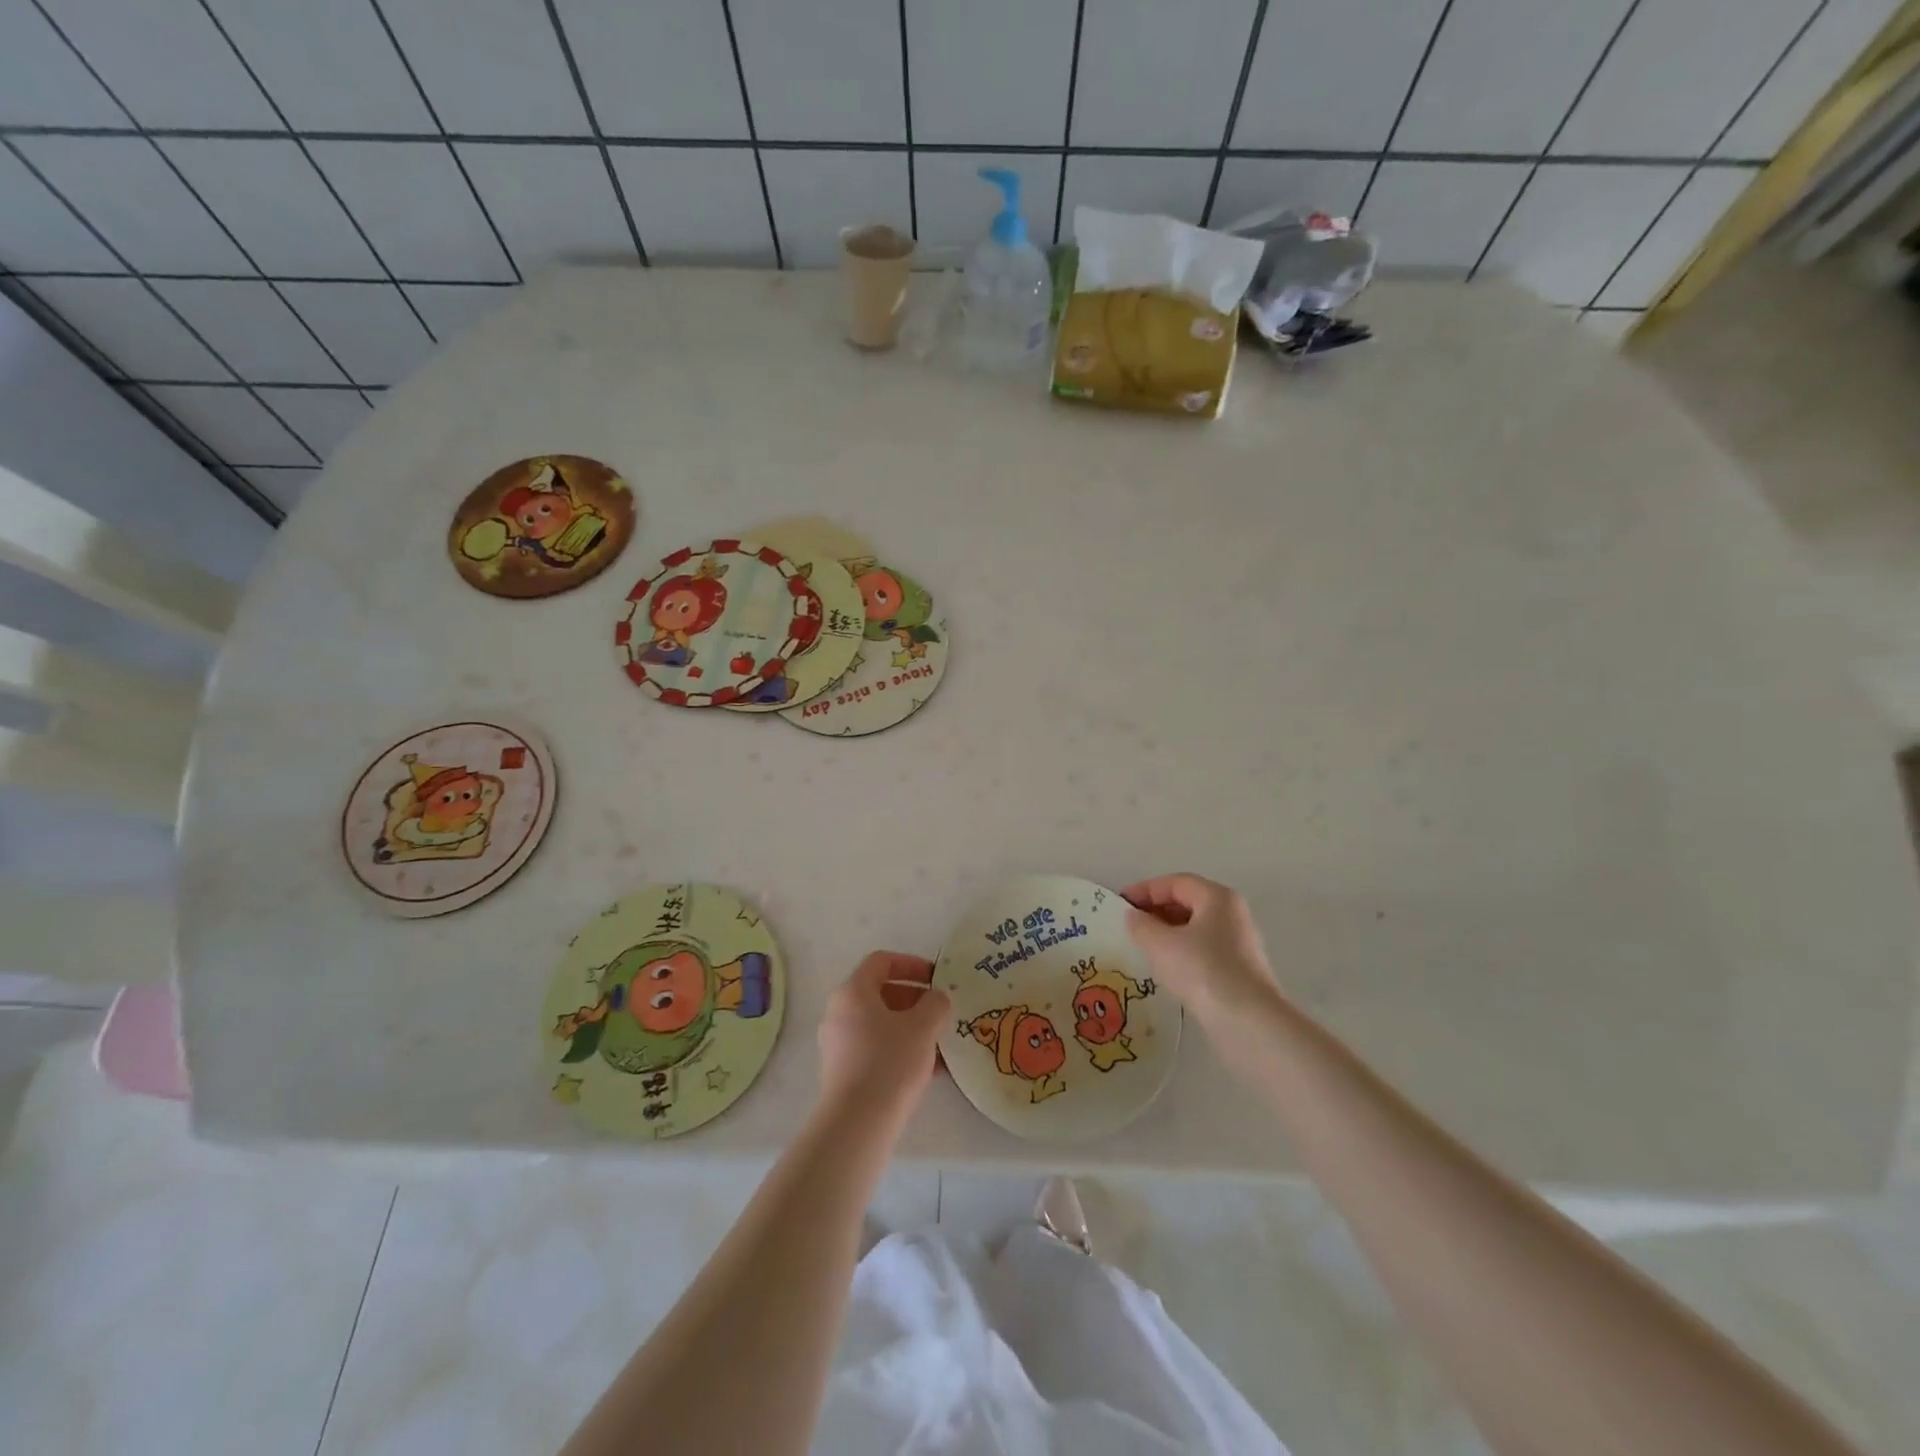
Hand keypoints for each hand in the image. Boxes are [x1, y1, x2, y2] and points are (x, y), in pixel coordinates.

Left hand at [816, 952, 949, 1124]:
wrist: (857, 1124)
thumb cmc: (890, 1062)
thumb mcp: (924, 1026)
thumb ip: (936, 1003)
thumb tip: (936, 999)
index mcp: (853, 991)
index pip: (881, 961)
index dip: (911, 964)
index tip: (936, 978)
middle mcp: (839, 1012)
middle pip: (881, 993)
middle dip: (915, 1000)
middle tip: (940, 1012)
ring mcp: (837, 1044)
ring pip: (880, 1024)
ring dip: (910, 1028)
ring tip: (940, 1044)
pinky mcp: (842, 1072)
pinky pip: (874, 1048)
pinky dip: (899, 1049)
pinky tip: (928, 1070)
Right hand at [1122, 874, 1279, 1023]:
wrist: (1248, 1023)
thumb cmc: (1202, 970)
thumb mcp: (1161, 944)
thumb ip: (1141, 925)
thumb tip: (1134, 917)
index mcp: (1217, 897)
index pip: (1175, 883)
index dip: (1145, 889)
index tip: (1120, 903)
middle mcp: (1232, 914)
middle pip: (1188, 902)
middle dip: (1156, 910)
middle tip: (1130, 925)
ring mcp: (1239, 944)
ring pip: (1196, 928)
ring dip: (1167, 933)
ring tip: (1143, 947)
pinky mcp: (1239, 971)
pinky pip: (1204, 951)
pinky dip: (1181, 952)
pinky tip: (1166, 969)